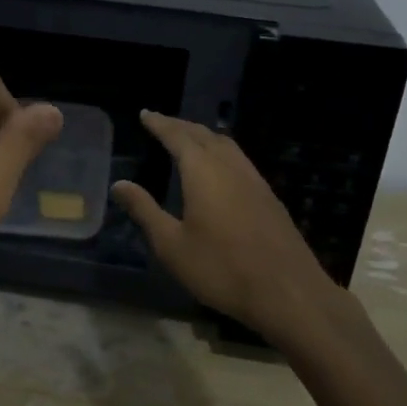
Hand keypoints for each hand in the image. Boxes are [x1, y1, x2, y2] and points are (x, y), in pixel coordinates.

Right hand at [112, 110, 345, 337]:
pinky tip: (220, 168)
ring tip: (189, 138)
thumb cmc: (221, 268)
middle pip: (204, 135)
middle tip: (162, 122)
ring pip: (227, 146)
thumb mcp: (171, 245)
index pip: (178, 137)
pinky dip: (222, 152)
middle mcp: (230, 167)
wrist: (287, 292)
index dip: (160, 124)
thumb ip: (145, 211)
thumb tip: (119, 184)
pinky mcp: (269, 197)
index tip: (146, 114)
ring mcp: (255, 181)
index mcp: (203, 172)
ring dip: (204, 136)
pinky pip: (240, 160)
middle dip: (181, 126)